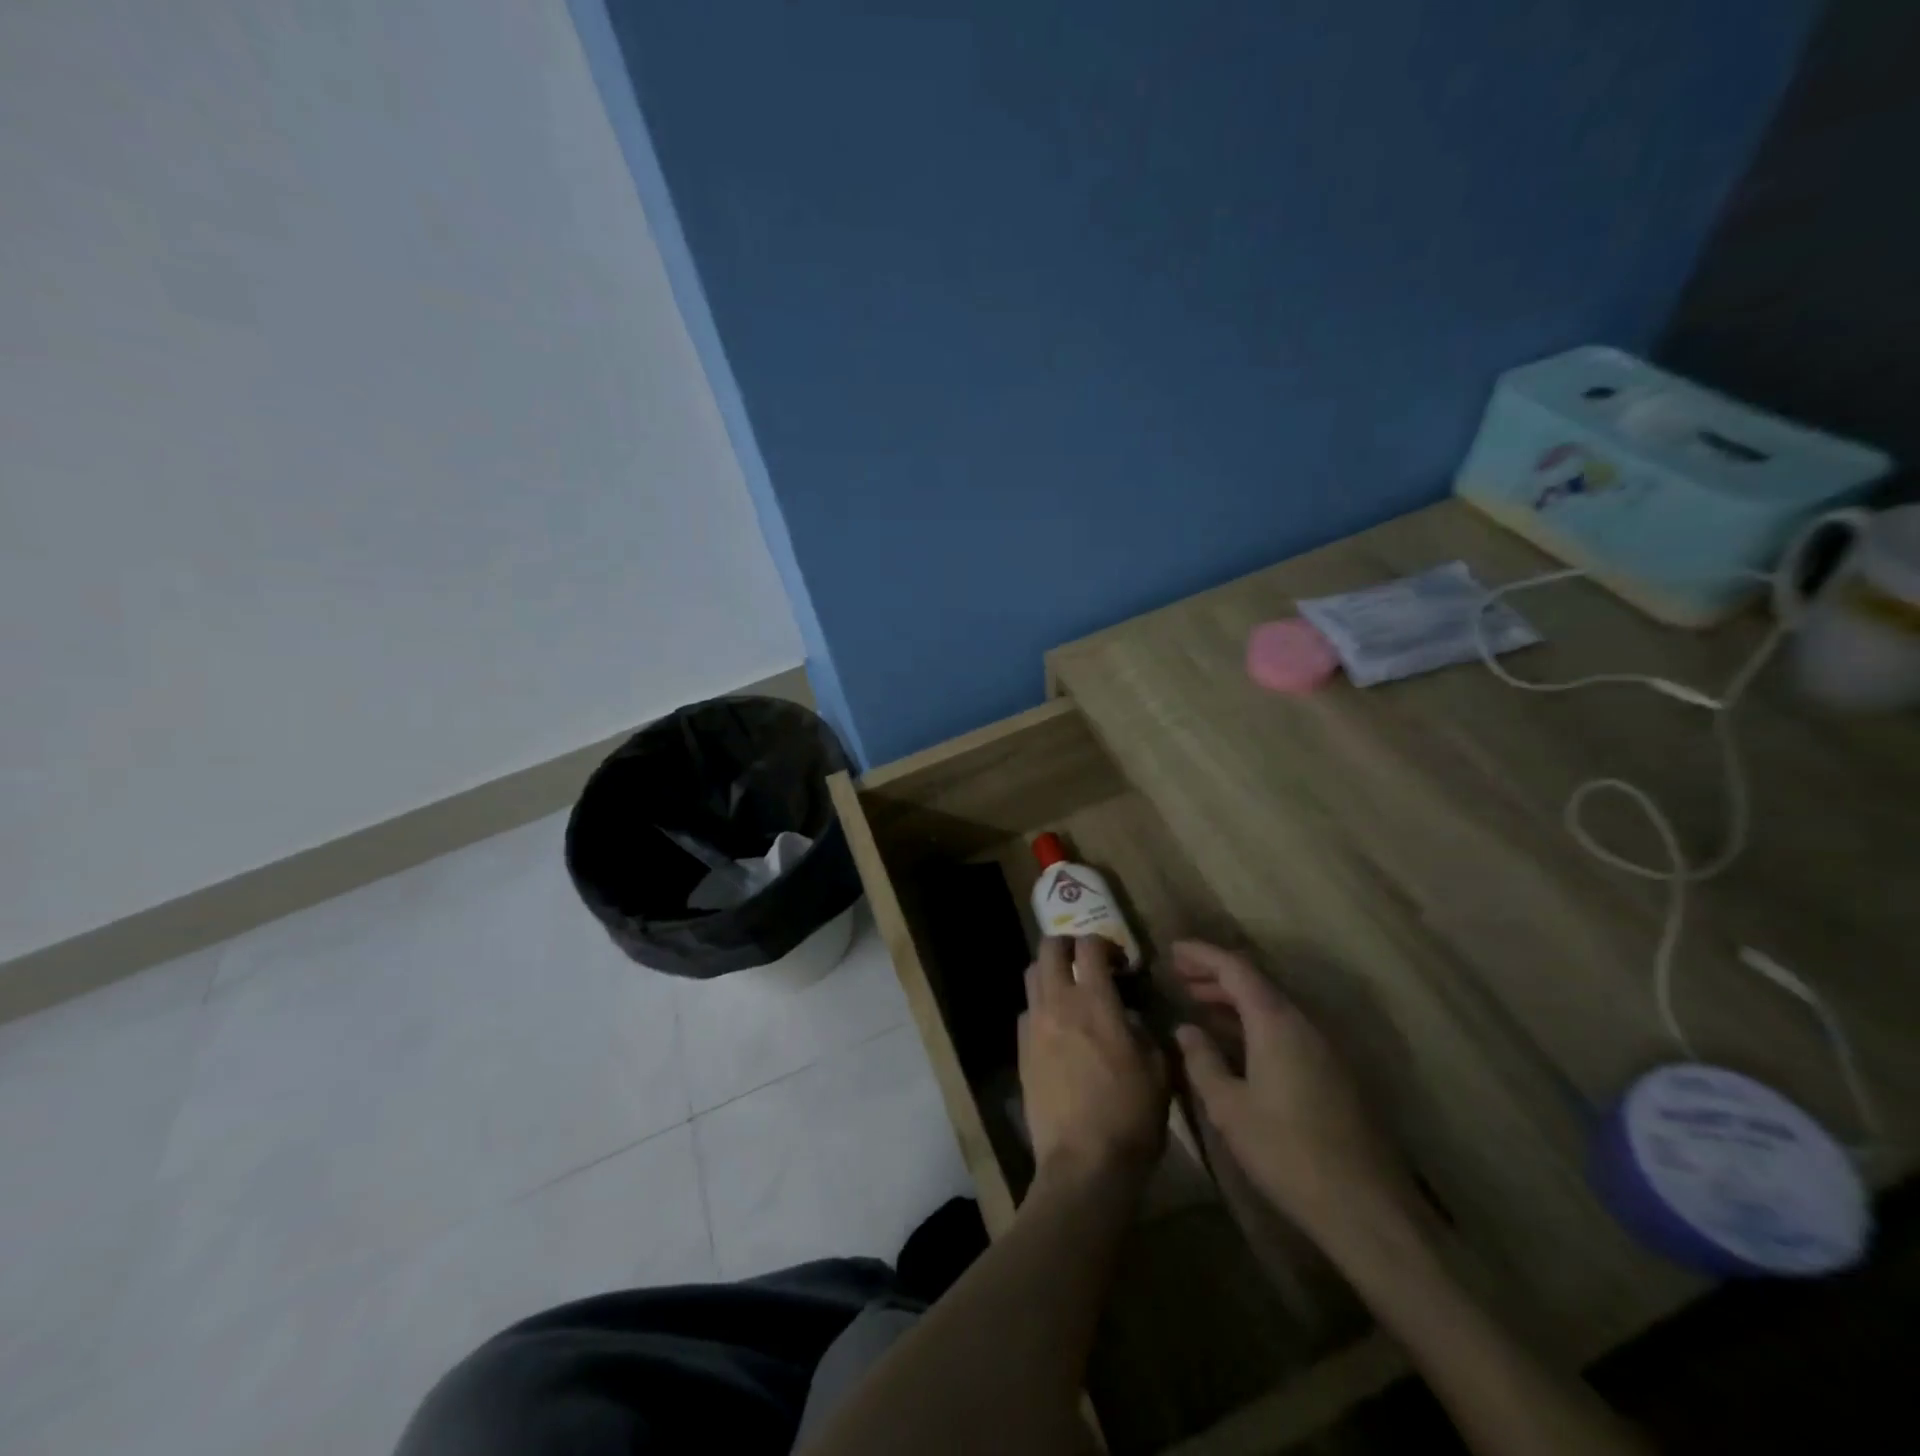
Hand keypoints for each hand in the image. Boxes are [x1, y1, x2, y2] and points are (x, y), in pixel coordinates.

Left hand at [1019, 936, 1168, 1184]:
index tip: (1119, 961)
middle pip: (1049, 949)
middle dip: (1068, 945)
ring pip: (1032, 975)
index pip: (1090, 946)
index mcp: (1096, 1002)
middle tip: (1087, 962)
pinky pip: (1027, 1011)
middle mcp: (1059, 1003)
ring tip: (1070, 991)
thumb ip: (1145, 1033)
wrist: (1084, 1163)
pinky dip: (1041, 1007)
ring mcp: (1034, 1026)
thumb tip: (1130, 1019)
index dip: (1105, 943)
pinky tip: (1057, 1029)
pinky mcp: (1021, 1051)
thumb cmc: (1130, 1116)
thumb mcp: (1159, 1071)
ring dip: (1051, 972)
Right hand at [1170, 941, 1413, 1236]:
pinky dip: (1254, 1022)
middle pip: (1255, 982)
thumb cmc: (1287, 1152)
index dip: (1201, 955)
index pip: (1235, 968)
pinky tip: (1235, 1042)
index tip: (1171, 950)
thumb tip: (1186, 1030)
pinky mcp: (1334, 1072)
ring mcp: (1324, 1047)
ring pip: (1272, 1006)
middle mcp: (1303, 1022)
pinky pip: (1286, 1028)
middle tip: (1179, 977)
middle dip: (1215, 975)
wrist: (1367, 1208)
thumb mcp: (1229, 1108)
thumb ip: (1202, 1062)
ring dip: (1234, 1000)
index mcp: (1276, 1021)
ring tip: (1199, 1005)